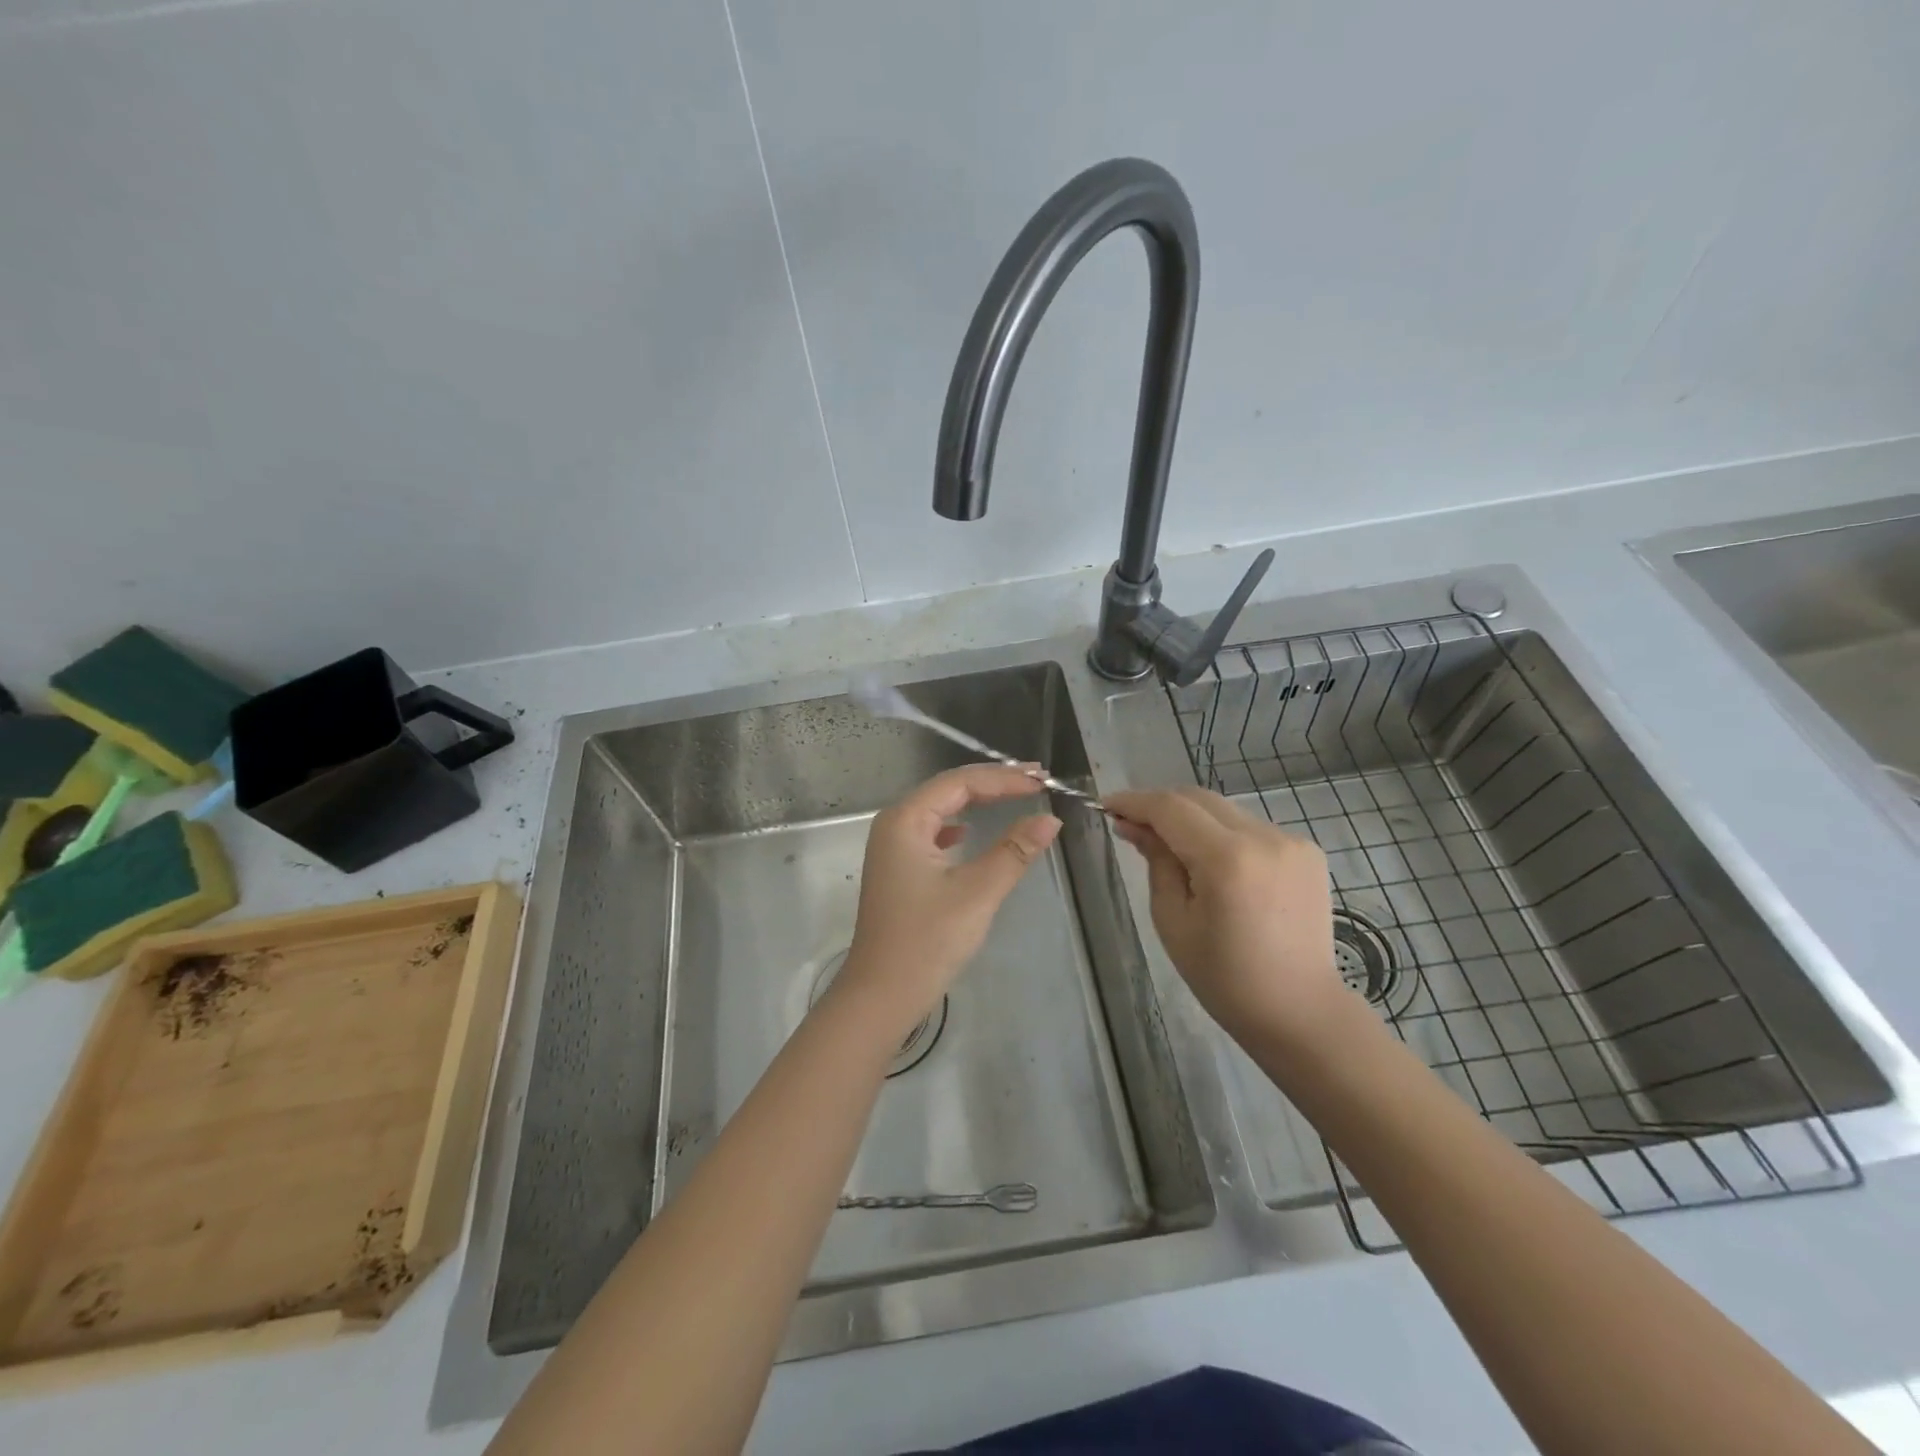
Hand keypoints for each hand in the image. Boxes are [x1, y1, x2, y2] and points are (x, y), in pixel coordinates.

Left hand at [833, 765, 1061, 1046]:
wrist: (881, 995)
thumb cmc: (927, 941)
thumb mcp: (977, 893)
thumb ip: (1014, 851)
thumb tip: (1050, 820)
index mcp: (905, 820)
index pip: (960, 783)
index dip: (1004, 778)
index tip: (1042, 782)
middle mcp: (894, 825)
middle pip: (948, 789)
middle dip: (992, 783)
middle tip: (1036, 780)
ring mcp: (892, 848)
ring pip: (941, 810)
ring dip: (978, 801)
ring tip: (1015, 795)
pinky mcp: (898, 870)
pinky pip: (933, 833)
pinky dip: (959, 826)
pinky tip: (970, 833)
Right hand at [1106, 787, 1344, 1044]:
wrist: (1299, 1010)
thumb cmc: (1225, 977)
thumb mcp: (1173, 920)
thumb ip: (1156, 862)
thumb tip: (1134, 826)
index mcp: (1227, 859)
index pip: (1171, 809)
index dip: (1134, 802)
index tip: (1106, 806)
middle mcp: (1264, 838)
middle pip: (1199, 799)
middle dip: (1161, 806)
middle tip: (1131, 824)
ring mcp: (1291, 841)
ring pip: (1225, 810)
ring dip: (1192, 820)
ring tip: (1170, 848)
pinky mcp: (1307, 851)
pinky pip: (1251, 828)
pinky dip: (1223, 834)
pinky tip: (1213, 864)